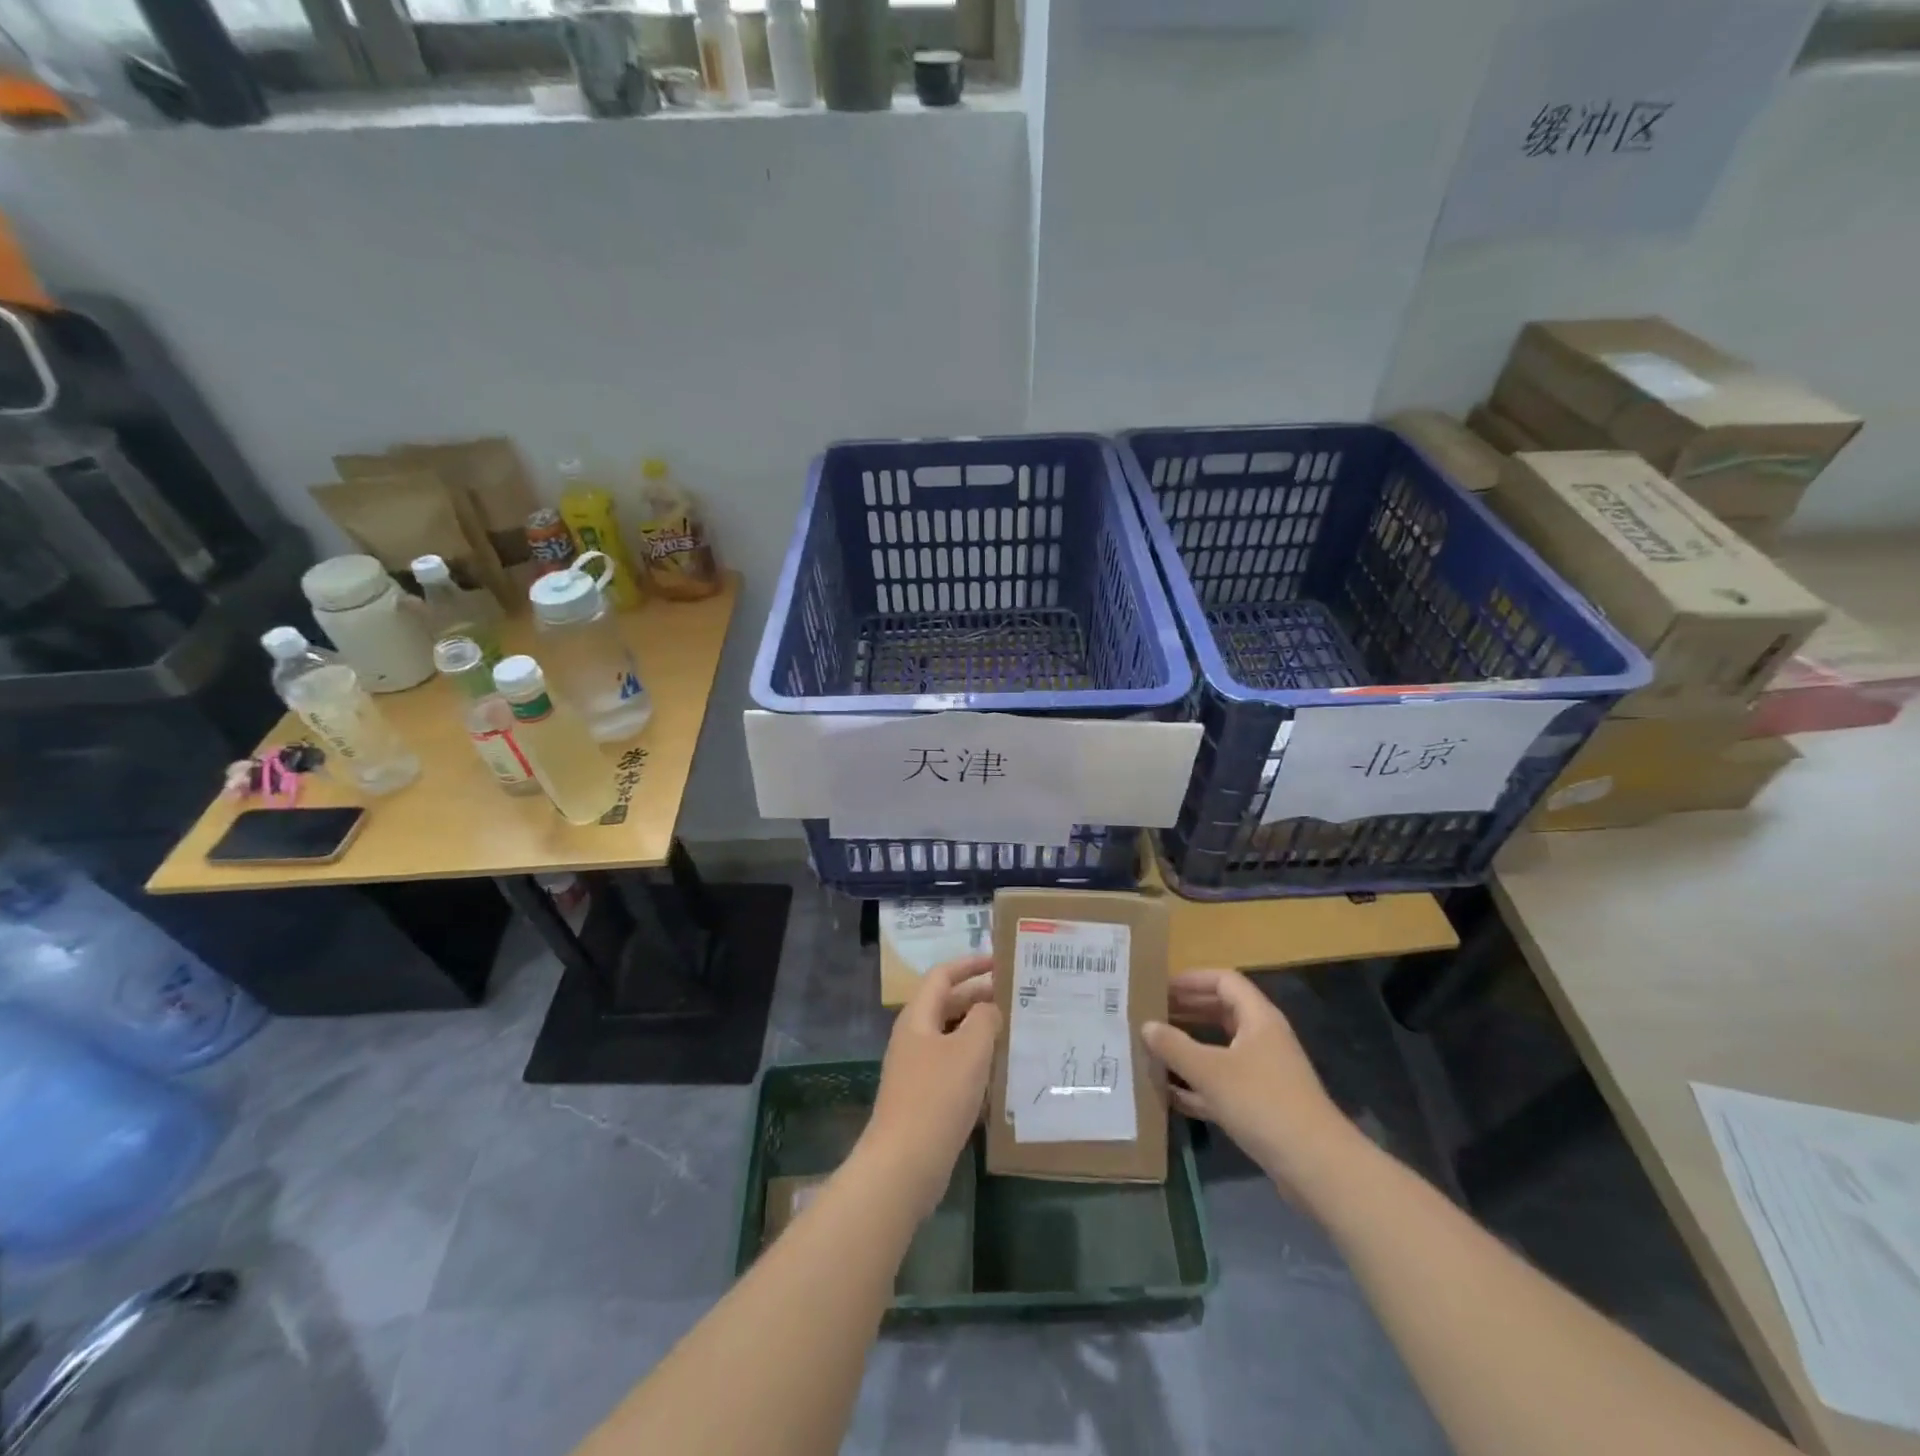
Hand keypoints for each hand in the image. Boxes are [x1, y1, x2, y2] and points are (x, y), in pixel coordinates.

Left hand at [859, 953, 998, 1219]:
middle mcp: (915, 1038)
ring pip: (954, 1038)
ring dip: (982, 1032)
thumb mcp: (969, 1050)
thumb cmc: (937, 1097)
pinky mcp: (925, 1099)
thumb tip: (989, 1008)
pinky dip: (977, 1065)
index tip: (1000, 960)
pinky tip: (1002, 1075)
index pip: (943, 976)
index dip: (970, 964)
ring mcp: (918, 1070)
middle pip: (949, 1005)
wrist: (904, 1165)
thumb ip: (984, 1019)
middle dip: (980, 997)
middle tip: (1017, 997)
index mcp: (918, 1018)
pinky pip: (955, 1069)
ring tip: (1017, 1032)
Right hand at [1142, 969, 1356, 1195]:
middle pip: (1222, 1012)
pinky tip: (1170, 1093)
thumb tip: (1147, 1025)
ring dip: (1190, 1047)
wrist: (1316, 1166)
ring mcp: (1264, 1073)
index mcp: (1258, 1018)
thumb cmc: (1262, 1103)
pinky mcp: (1261, 1105)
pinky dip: (1198, 1084)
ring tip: (1155, 1048)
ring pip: (1221, 1049)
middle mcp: (1263, 1039)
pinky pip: (1223, 1083)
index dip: (1192, 979)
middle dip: (1187, 1011)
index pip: (1224, 981)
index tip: (1161, 986)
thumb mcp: (1210, 1071)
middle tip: (1152, 1014)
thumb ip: (1174, 1046)